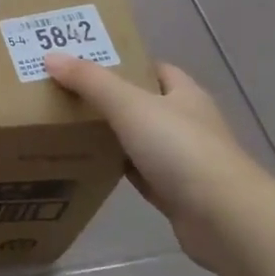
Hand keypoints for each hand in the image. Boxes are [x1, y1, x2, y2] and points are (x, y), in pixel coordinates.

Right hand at [43, 54, 272, 267]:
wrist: (223, 218)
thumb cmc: (180, 149)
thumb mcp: (130, 105)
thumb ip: (91, 81)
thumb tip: (51, 57)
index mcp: (184, 94)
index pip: (153, 68)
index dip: (123, 62)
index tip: (86, 63)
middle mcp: (186, 122)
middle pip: (142, 103)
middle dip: (108, 98)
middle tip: (66, 93)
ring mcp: (183, 160)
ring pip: (138, 139)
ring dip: (110, 135)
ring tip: (67, 127)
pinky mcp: (174, 192)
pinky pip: (137, 172)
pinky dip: (116, 168)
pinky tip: (88, 165)